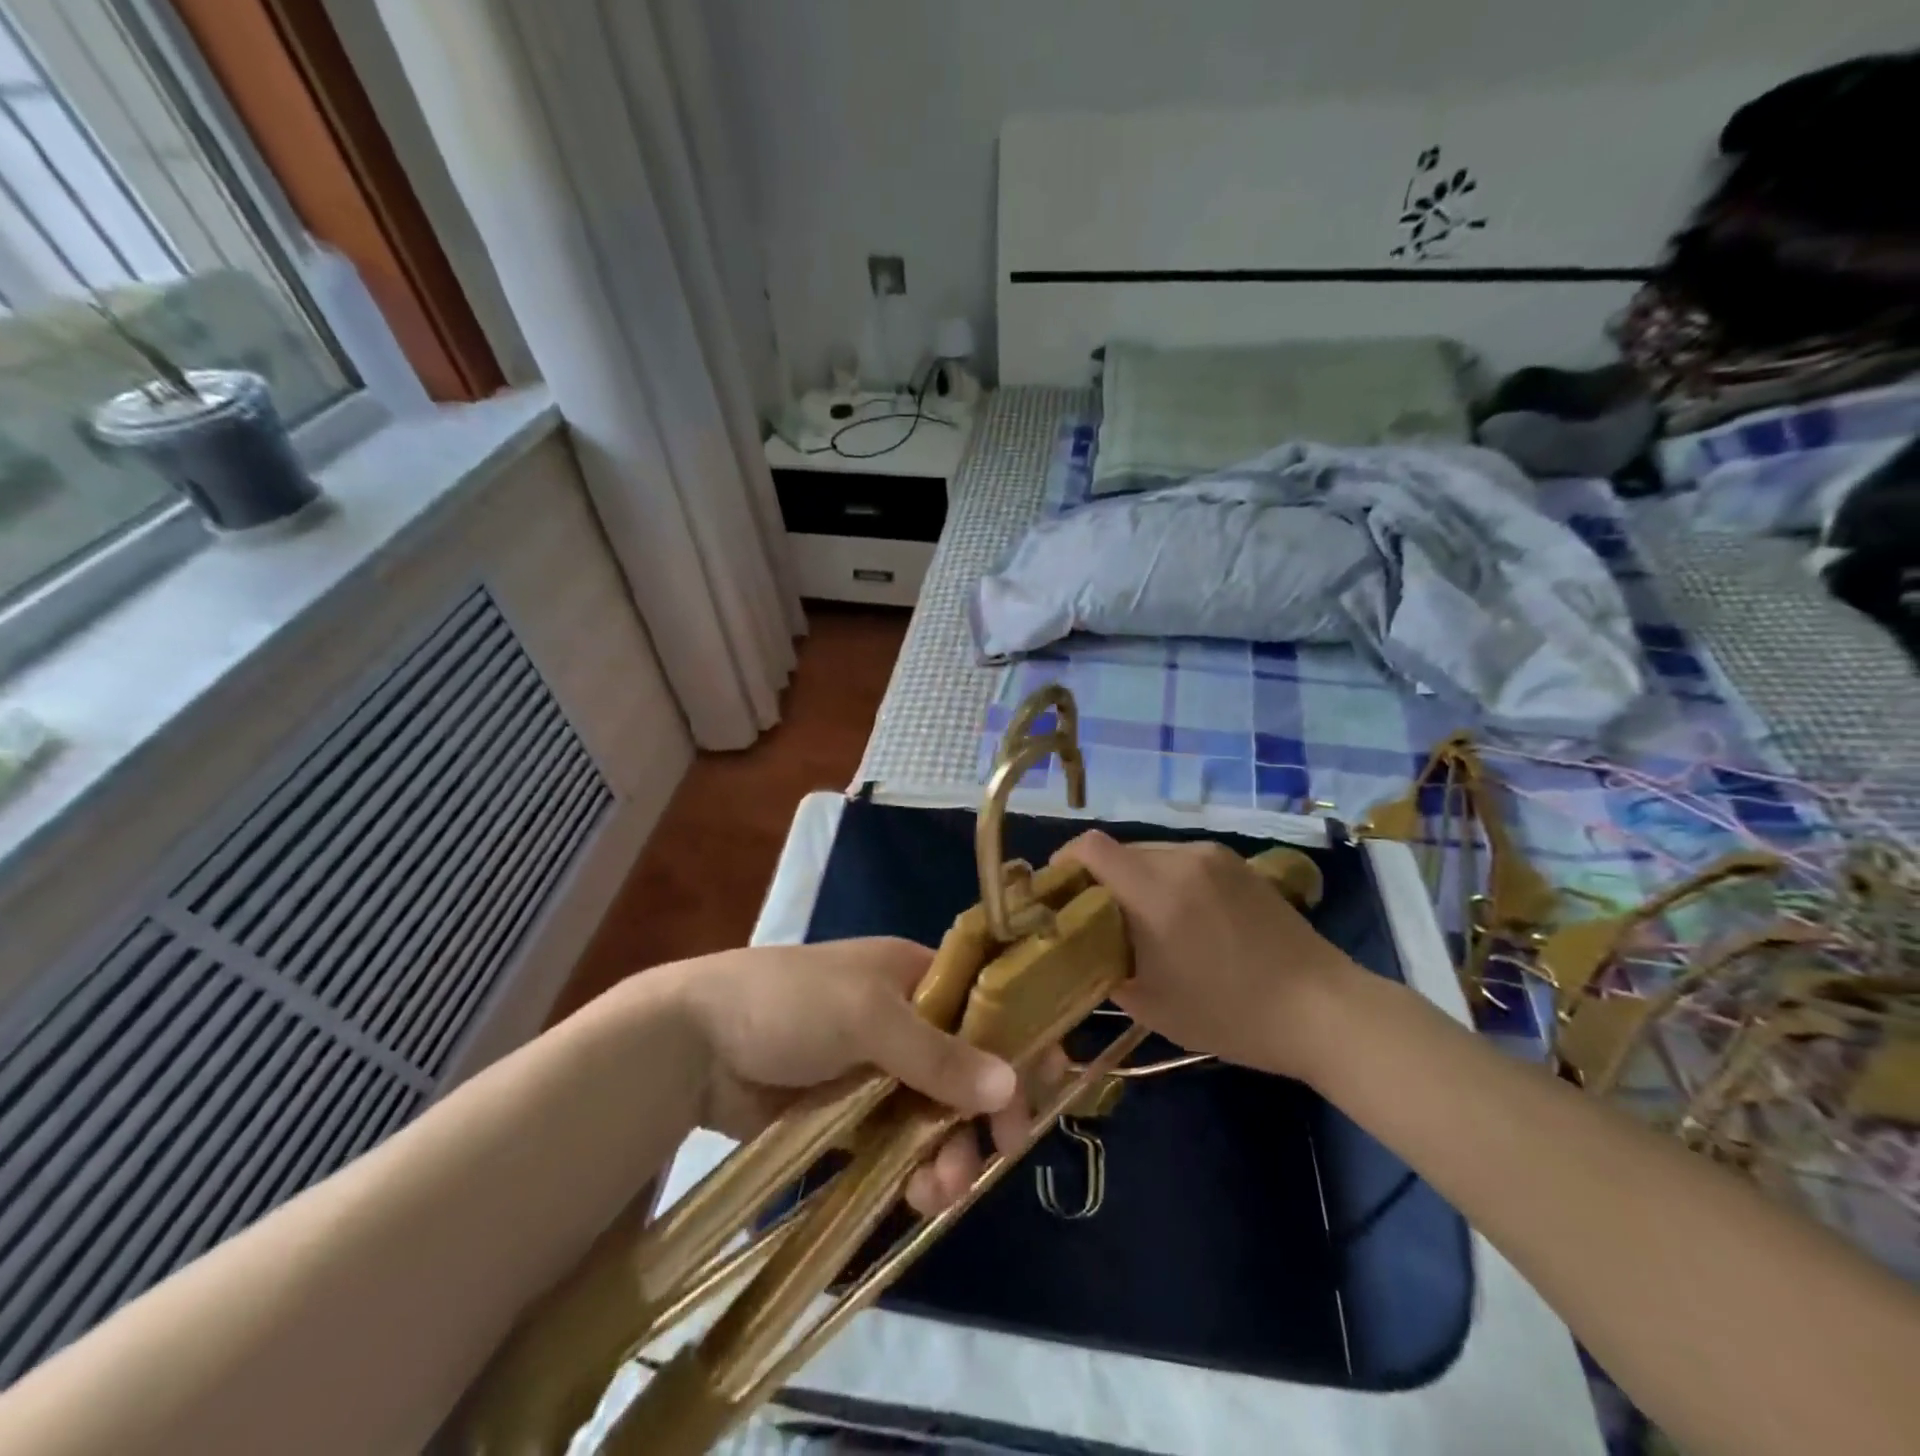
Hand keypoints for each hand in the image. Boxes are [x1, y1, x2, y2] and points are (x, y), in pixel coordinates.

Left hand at [662, 939, 1053, 1215]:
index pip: (985, 1003)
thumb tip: (1011, 1085)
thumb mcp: (867, 1015)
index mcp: (913, 975)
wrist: (697, 1042)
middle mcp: (904, 1018)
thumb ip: (937, 1053)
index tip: (1050, 1085)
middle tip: (1001, 1153)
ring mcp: (876, 1069)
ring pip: (936, 1112)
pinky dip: (915, 1168)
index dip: (1018, 1039)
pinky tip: (918, 1194)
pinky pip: (899, 1142)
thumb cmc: (791, 1003)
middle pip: (967, 1065)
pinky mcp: (849, 1115)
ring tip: (942, 1189)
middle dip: (985, 1110)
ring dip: (950, 1149)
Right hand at [1055, 831, 1362, 1083]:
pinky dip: (1165, 878)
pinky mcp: (1238, 864)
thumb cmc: (1232, 1014)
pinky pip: (1182, 859)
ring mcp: (1214, 857)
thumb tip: (1085, 952)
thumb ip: (1108, 970)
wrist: (1323, 1009)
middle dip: (1098, 877)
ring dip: (1134, 877)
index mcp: (1157, 892)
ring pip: (1151, 853)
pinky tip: (1180, 916)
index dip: (1064, 861)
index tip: (1056, 890)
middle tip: (1096, 916)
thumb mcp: (1155, 1006)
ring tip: (1140, 919)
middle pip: (1118, 850)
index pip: (1091, 848)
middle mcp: (1182, 859)